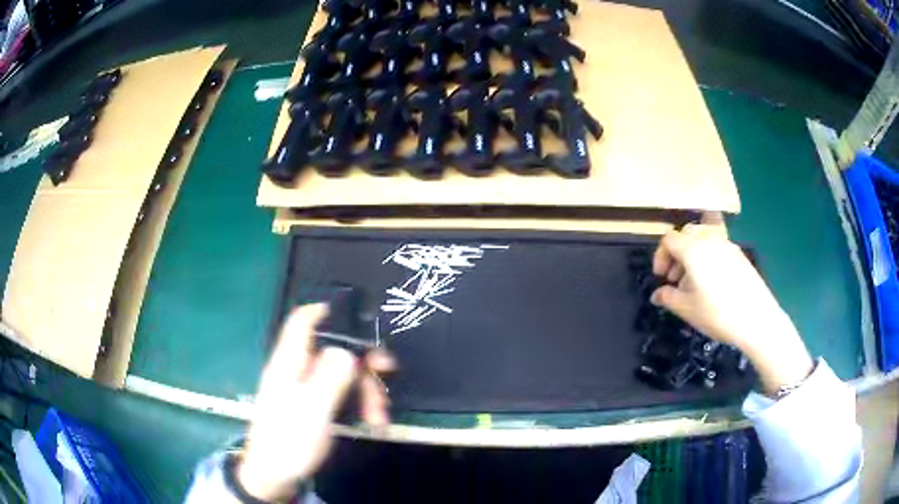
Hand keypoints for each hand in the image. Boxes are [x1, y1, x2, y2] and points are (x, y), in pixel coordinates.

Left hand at [238, 304, 395, 500]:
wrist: (274, 476)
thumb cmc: (289, 442)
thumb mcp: (312, 411)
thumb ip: (329, 378)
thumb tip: (346, 349)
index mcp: (289, 363)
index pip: (302, 321)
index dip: (327, 311)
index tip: (360, 320)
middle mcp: (297, 370)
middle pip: (333, 349)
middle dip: (362, 362)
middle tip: (387, 373)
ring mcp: (305, 389)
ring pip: (341, 374)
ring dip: (365, 390)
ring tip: (380, 417)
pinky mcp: (313, 406)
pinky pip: (340, 394)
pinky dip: (358, 404)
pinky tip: (373, 422)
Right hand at [650, 224, 813, 395]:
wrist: (757, 318)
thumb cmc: (717, 313)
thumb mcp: (687, 309)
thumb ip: (668, 297)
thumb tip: (656, 294)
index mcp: (693, 249)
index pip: (669, 239)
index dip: (660, 256)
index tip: (661, 278)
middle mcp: (710, 239)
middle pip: (686, 233)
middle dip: (676, 253)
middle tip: (675, 278)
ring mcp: (727, 244)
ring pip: (703, 238)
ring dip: (692, 253)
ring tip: (693, 281)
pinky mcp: (739, 254)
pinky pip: (717, 246)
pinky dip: (708, 256)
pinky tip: (712, 282)